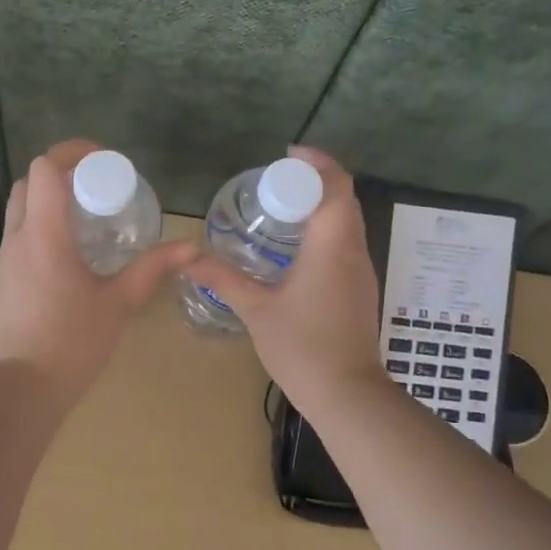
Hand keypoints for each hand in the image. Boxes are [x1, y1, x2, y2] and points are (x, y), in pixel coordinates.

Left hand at [0, 139, 196, 410]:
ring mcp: (5, 260)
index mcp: (44, 237)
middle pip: (28, 183)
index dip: (71, 153)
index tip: (102, 160)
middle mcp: (17, 239)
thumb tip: (190, 248)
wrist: (23, 390)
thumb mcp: (118, 303)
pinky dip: (41, 224)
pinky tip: (70, 250)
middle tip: (97, 187)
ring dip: (48, 199)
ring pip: (19, 208)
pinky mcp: (3, 279)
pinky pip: (19, 234)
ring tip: (87, 216)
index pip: (44, 170)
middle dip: (60, 174)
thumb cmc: (73, 344)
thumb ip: (151, 269)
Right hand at [180, 146, 389, 419]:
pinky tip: (295, 248)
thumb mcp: (256, 309)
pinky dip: (325, 230)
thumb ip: (223, 278)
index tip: (287, 155)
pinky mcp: (360, 289)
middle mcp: (353, 251)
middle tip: (276, 182)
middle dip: (315, 181)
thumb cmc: (302, 347)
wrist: (348, 394)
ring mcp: (361, 271)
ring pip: (348, 222)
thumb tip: (188, 257)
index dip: (317, 162)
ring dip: (321, 206)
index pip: (336, 186)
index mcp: (331, 246)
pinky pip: (346, 243)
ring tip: (282, 208)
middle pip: (344, 199)